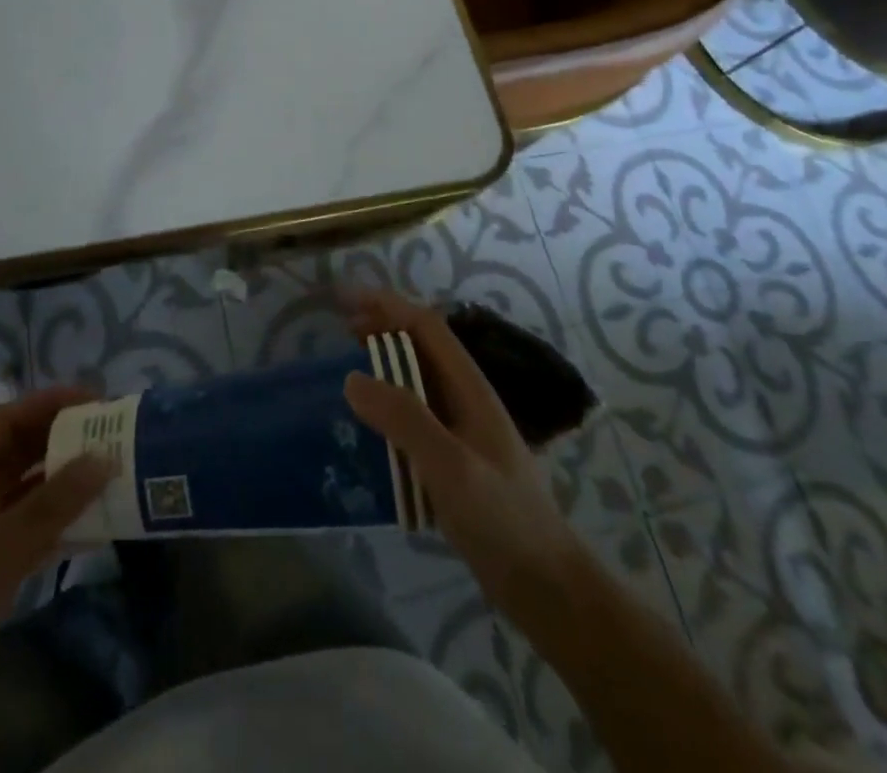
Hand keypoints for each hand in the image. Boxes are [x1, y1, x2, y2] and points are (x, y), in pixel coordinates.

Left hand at [0, 387, 112, 756]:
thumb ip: (53, 504)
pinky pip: (32, 529)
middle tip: (116, 436)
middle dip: (67, 441)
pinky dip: (61, 524)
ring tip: (116, 474)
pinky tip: (98, 526)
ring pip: (30, 490)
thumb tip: (106, 458)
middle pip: (22, 451)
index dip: (52, 404)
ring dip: (69, 484)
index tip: (100, 401)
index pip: (9, 420)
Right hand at [343, 292, 585, 635]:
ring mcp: (462, 431)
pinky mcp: (454, 461)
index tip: (345, 300)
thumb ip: (404, 419)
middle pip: (421, 346)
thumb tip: (352, 377)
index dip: (386, 305)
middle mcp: (465, 399)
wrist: (546, 586)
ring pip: (417, 381)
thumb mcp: (450, 465)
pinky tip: (368, 427)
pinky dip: (388, 407)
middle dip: (383, 328)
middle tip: (340, 331)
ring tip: (348, 370)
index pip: (425, 326)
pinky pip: (414, 418)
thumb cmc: (502, 518)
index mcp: (469, 387)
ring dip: (384, 366)